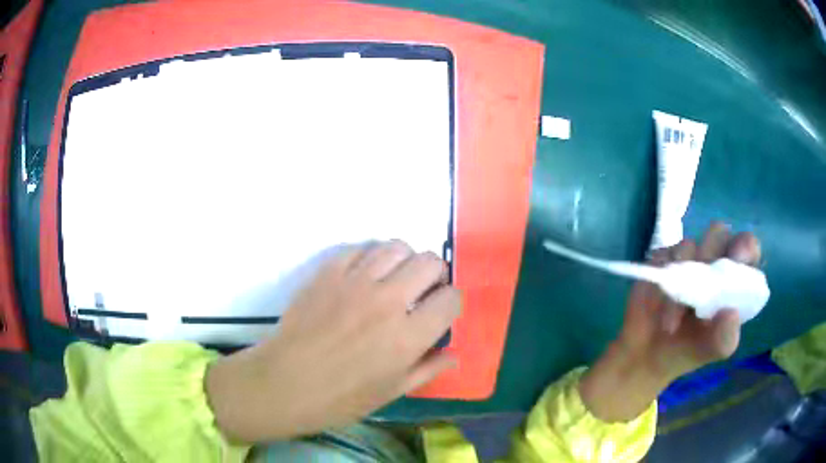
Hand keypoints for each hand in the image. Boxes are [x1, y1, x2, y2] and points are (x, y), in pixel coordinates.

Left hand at [205, 241, 459, 442]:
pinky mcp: (329, 272)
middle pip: (430, 263)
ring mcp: (356, 282)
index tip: (442, 310)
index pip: (450, 299)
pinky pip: (361, 249)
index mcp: (408, 337)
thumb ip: (427, 369)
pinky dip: (371, 257)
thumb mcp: (391, 392)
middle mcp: (388, 301)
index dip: (451, 302)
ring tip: (396, 277)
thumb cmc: (339, 398)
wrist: (285, 382)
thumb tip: (454, 354)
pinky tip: (365, 275)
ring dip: (405, 260)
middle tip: (424, 290)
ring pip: (397, 247)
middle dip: (436, 274)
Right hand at [579, 222, 761, 421]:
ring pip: (692, 240)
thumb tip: (732, 315)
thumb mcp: (701, 354)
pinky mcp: (658, 264)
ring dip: (684, 273)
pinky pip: (664, 250)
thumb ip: (719, 340)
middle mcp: (712, 269)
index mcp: (729, 287)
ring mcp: (685, 263)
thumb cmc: (676, 358)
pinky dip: (662, 272)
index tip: (741, 257)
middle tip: (707, 277)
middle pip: (721, 234)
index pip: (747, 253)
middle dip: (715, 250)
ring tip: (673, 315)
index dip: (746, 249)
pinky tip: (657, 297)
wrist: (636, 362)